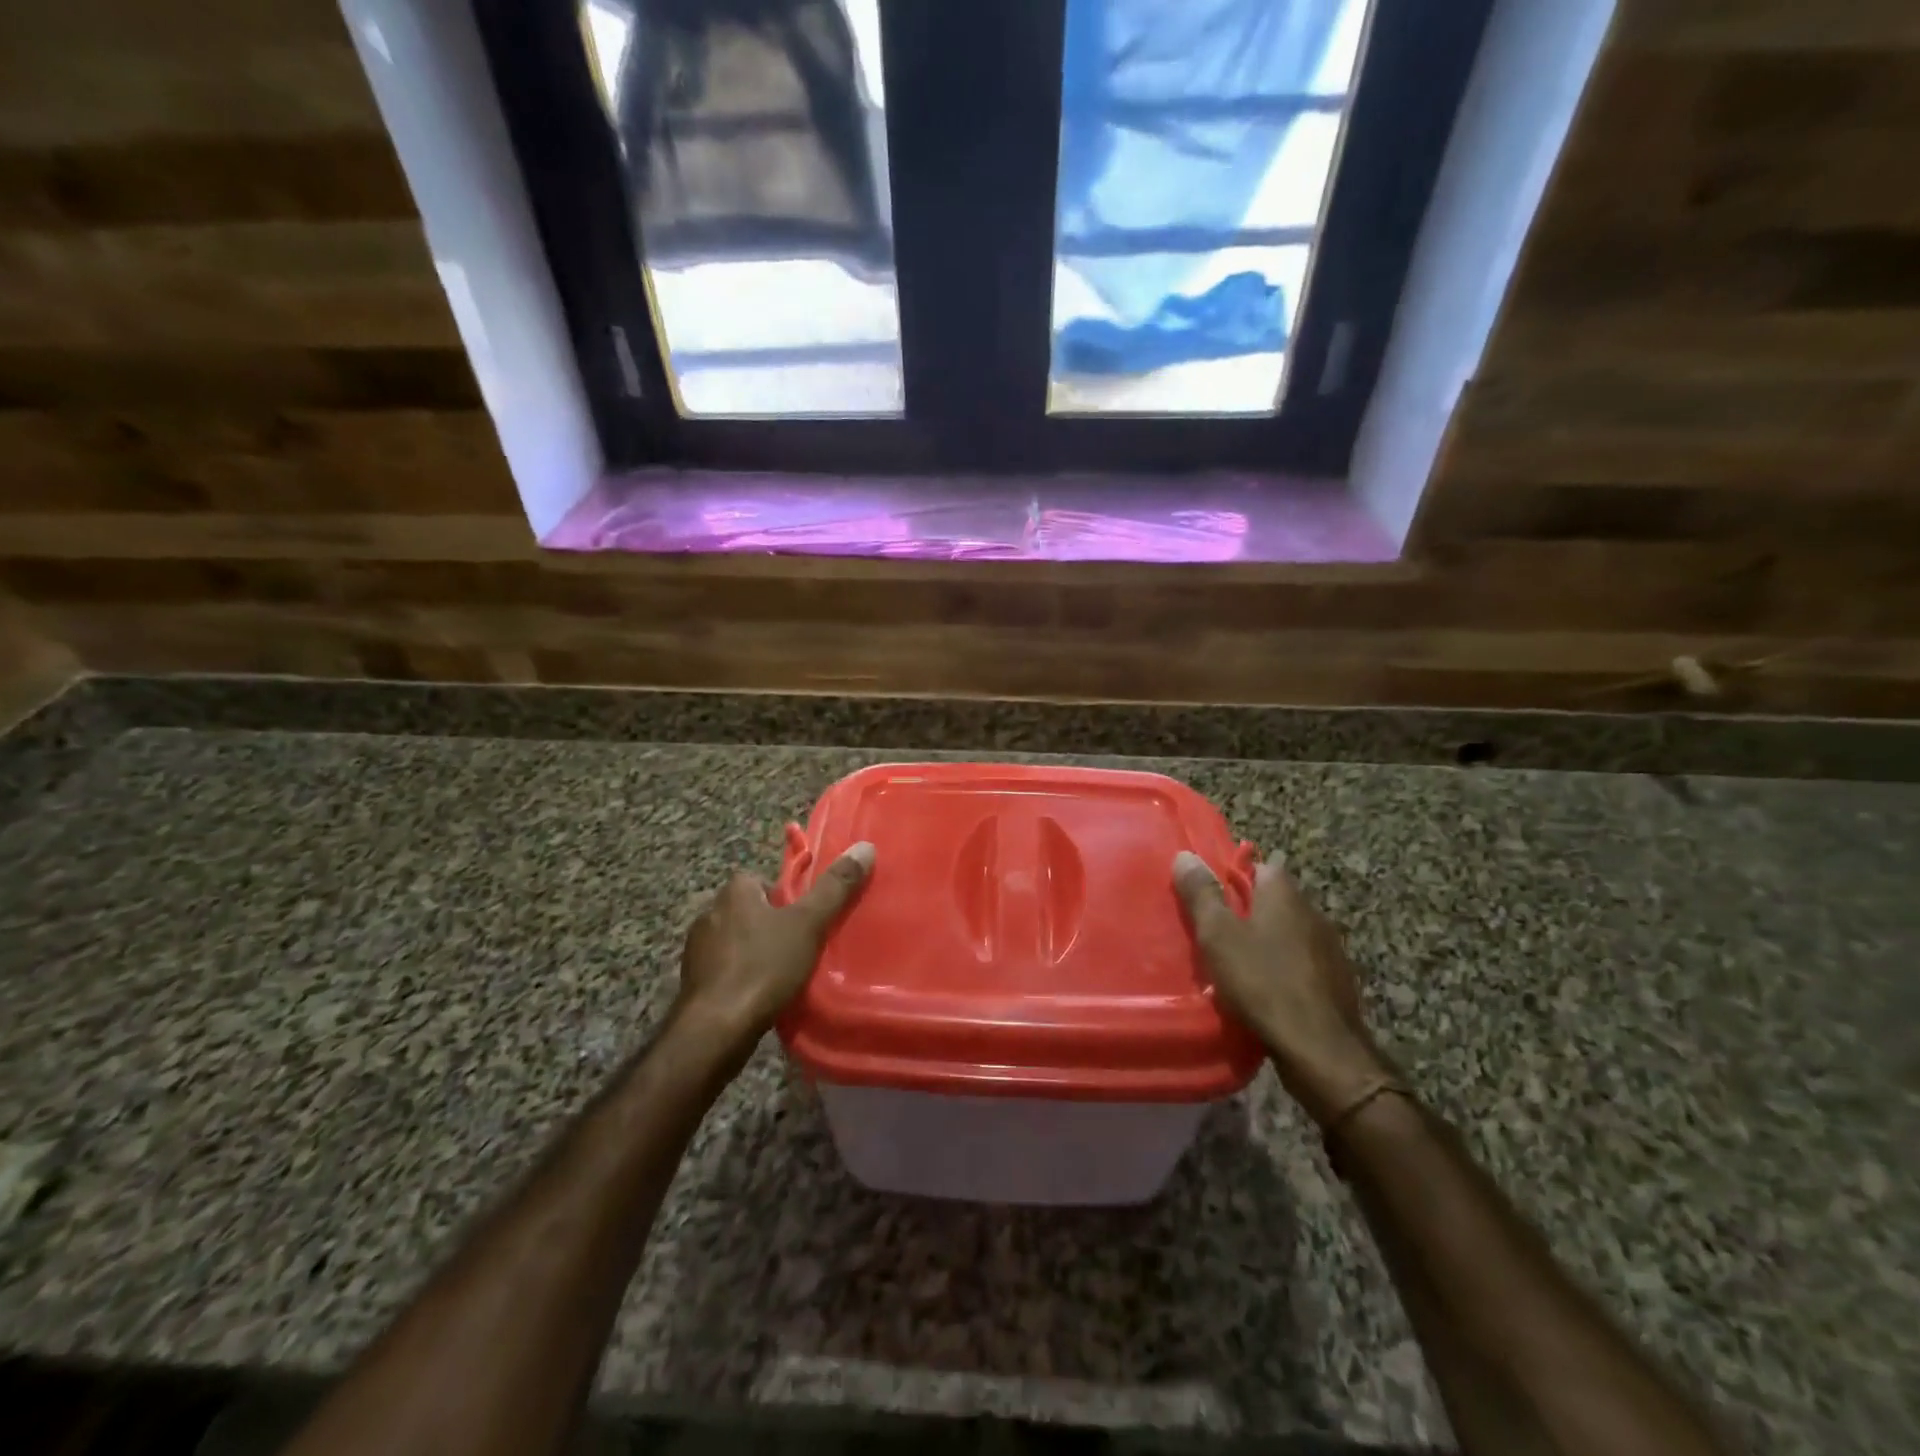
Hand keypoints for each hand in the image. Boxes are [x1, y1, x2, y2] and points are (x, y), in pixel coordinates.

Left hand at [673, 842, 874, 1057]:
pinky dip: (740, 978)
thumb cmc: (763, 967)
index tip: (803, 914)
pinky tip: (760, 995)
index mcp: (734, 893)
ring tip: (784, 972)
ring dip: (754, 952)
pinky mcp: (694, 984)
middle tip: (799, 943)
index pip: (758, 879)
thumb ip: (835, 888)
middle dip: (769, 923)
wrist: (715, 1030)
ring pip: (734, 942)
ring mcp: (696, 952)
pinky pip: (724, 971)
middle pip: (747, 910)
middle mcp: (710, 914)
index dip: (782, 894)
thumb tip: (865, 847)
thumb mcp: (808, 924)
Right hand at [1174, 850, 1392, 1127]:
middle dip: (1247, 912)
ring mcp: (1330, 949)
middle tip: (1216, 932)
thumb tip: (1185, 855)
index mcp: (1285, 894)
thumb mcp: (1218, 935)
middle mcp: (1313, 912)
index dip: (1233, 877)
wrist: (1320, 1048)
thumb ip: (1201, 894)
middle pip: (1274, 901)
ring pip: (1289, 933)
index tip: (1210, 897)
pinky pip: (1302, 964)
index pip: (1260, 867)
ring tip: (1237, 964)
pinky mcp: (1338, 982)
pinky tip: (1266, 991)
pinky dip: (1284, 970)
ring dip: (1267, 943)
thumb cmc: (1263, 982)